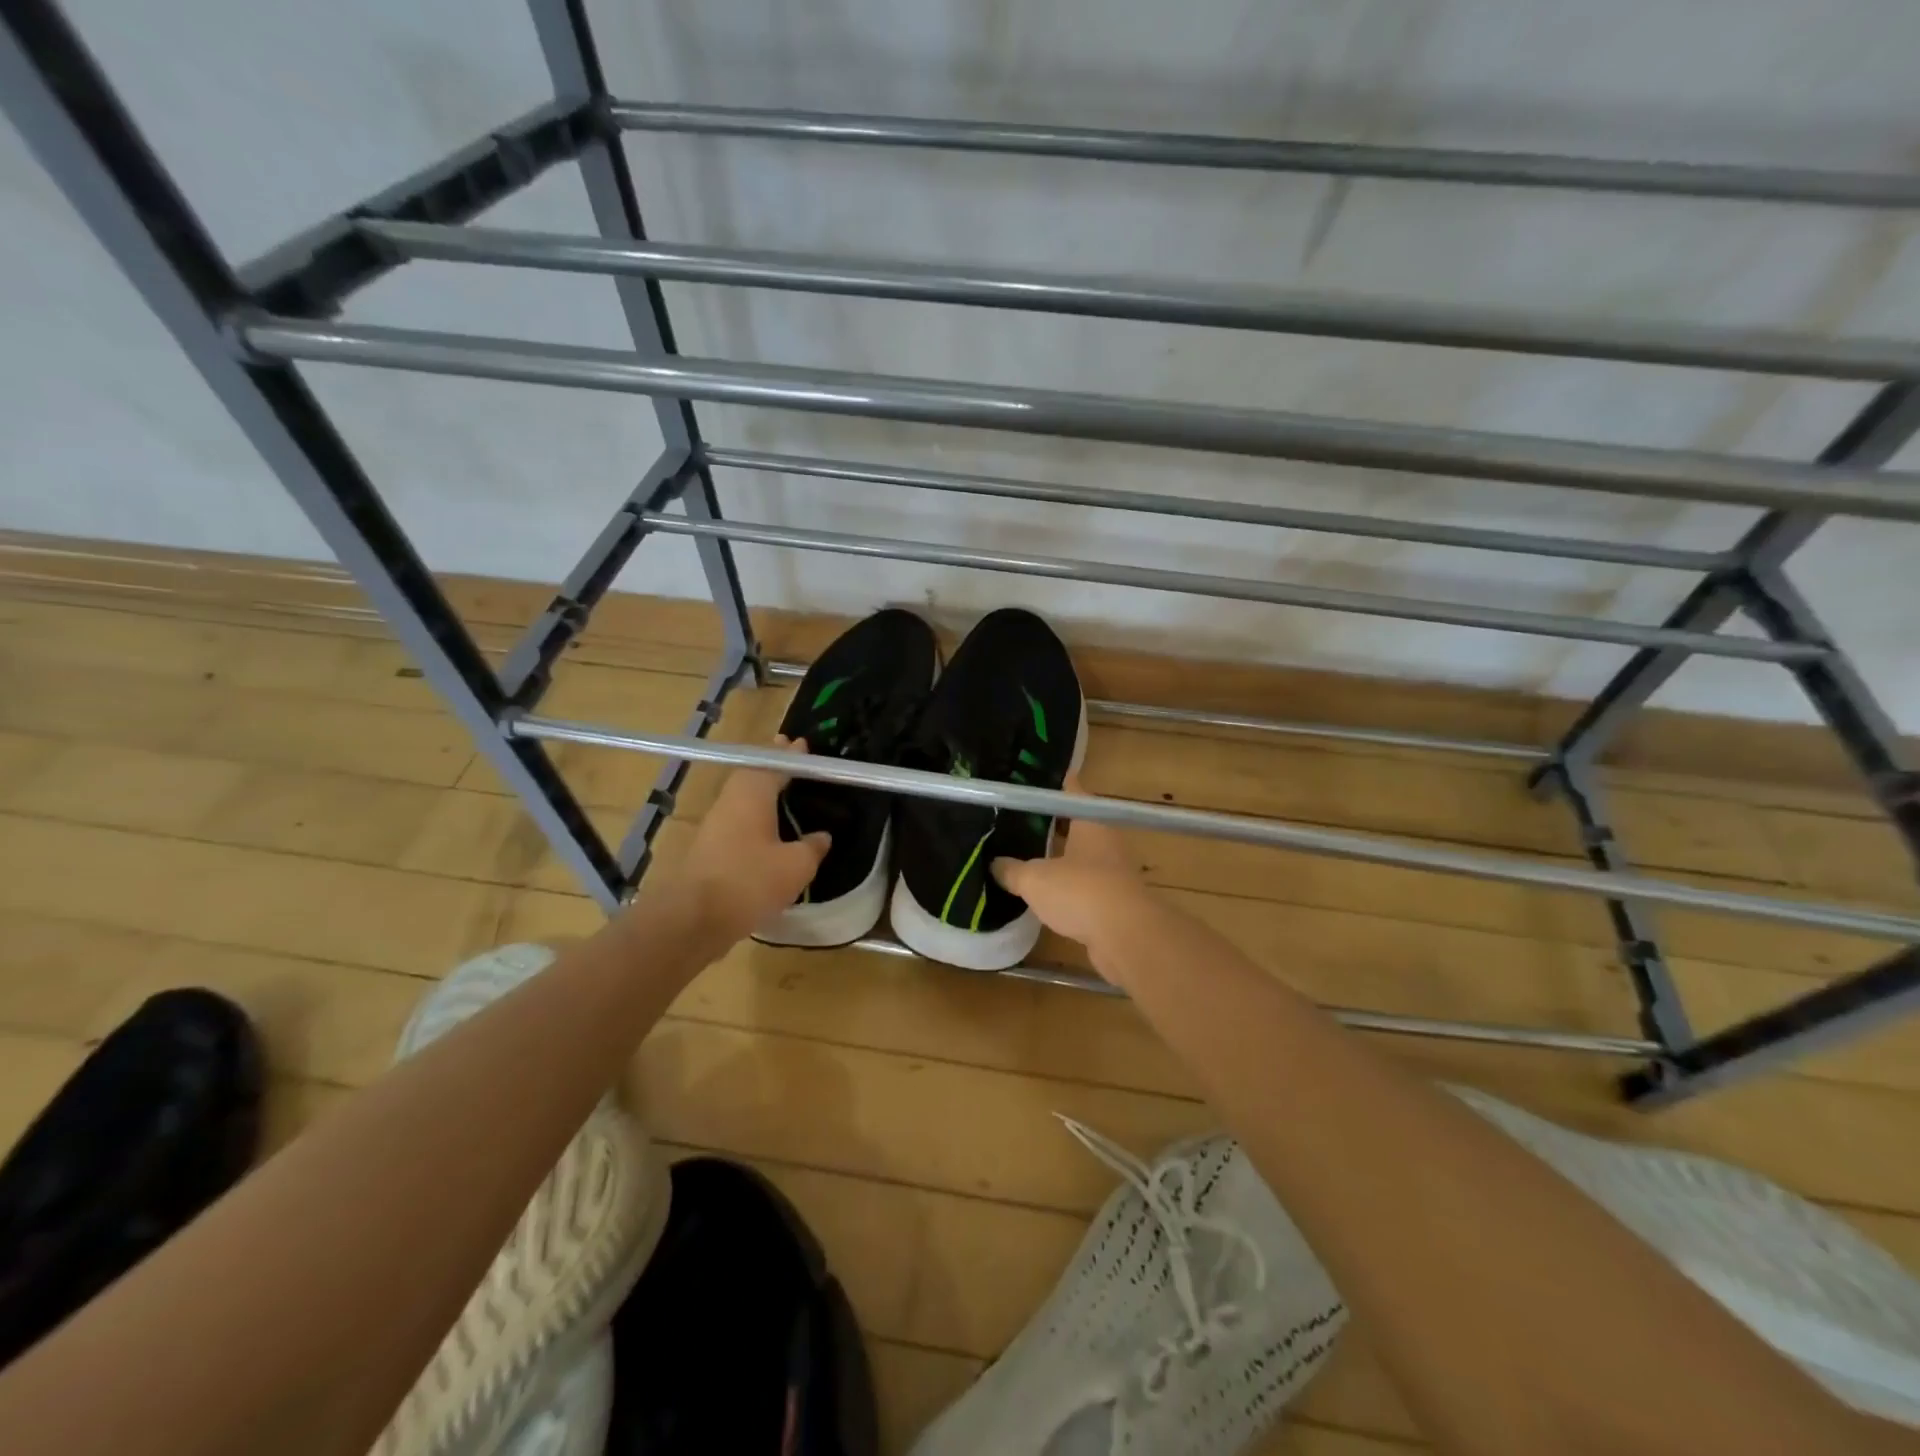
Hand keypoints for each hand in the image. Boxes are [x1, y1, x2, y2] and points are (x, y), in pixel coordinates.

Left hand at [660, 736, 830, 948]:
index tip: (803, 745)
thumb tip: (822, 836)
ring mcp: (716, 825)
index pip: (775, 763)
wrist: (693, 919)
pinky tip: (769, 830)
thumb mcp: (796, 866)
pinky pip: (738, 821)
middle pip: (753, 776)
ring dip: (763, 793)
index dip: (791, 756)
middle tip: (794, 761)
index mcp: (752, 793)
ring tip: (785, 793)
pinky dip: (756, 817)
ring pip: (744, 799)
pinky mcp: (709, 849)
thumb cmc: (749, 881)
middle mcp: (730, 801)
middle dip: (774, 767)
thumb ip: (813, 847)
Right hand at [990, 774, 1152, 957]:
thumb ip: (1012, 870)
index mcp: (1091, 823)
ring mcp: (1114, 873)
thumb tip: (995, 864)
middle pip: (1078, 825)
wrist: (1126, 937)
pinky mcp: (1115, 902)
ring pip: (1082, 857)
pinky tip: (1046, 894)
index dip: (1057, 784)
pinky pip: (1085, 886)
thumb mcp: (1035, 879)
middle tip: (1023, 820)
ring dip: (1060, 858)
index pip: (1073, 793)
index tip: (1041, 777)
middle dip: (1054, 824)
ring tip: (1029, 857)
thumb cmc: (1080, 891)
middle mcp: (1107, 842)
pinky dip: (1067, 887)